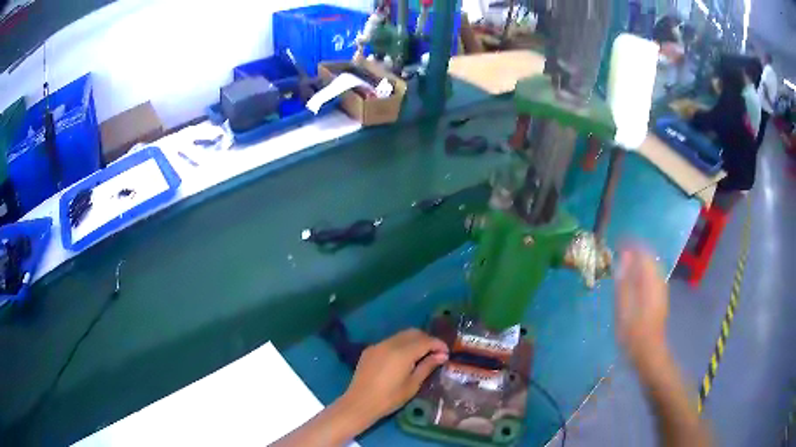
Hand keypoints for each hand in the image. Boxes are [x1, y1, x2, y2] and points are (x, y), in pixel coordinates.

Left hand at [341, 329, 447, 422]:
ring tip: (421, 355)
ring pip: (401, 335)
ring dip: (414, 341)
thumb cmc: (389, 398)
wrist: (359, 403)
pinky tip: (403, 359)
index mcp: (402, 352)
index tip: (446, 354)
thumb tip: (442, 355)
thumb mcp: (413, 385)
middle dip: (427, 340)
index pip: (426, 340)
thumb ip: (427, 366)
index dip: (439, 345)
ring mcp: (378, 345)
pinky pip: (390, 341)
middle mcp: (390, 343)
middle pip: (413, 333)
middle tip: (435, 353)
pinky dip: (401, 345)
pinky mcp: (370, 350)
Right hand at [615, 246, 668, 369]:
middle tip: (619, 251)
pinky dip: (642, 270)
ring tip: (624, 262)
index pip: (643, 251)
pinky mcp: (660, 297)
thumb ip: (624, 281)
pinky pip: (652, 274)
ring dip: (639, 259)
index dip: (630, 243)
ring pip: (652, 265)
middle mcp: (659, 280)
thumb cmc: (633, 333)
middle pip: (649, 256)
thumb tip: (624, 257)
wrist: (649, 353)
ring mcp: (661, 289)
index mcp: (650, 280)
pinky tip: (634, 278)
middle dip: (635, 249)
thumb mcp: (623, 308)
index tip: (616, 242)